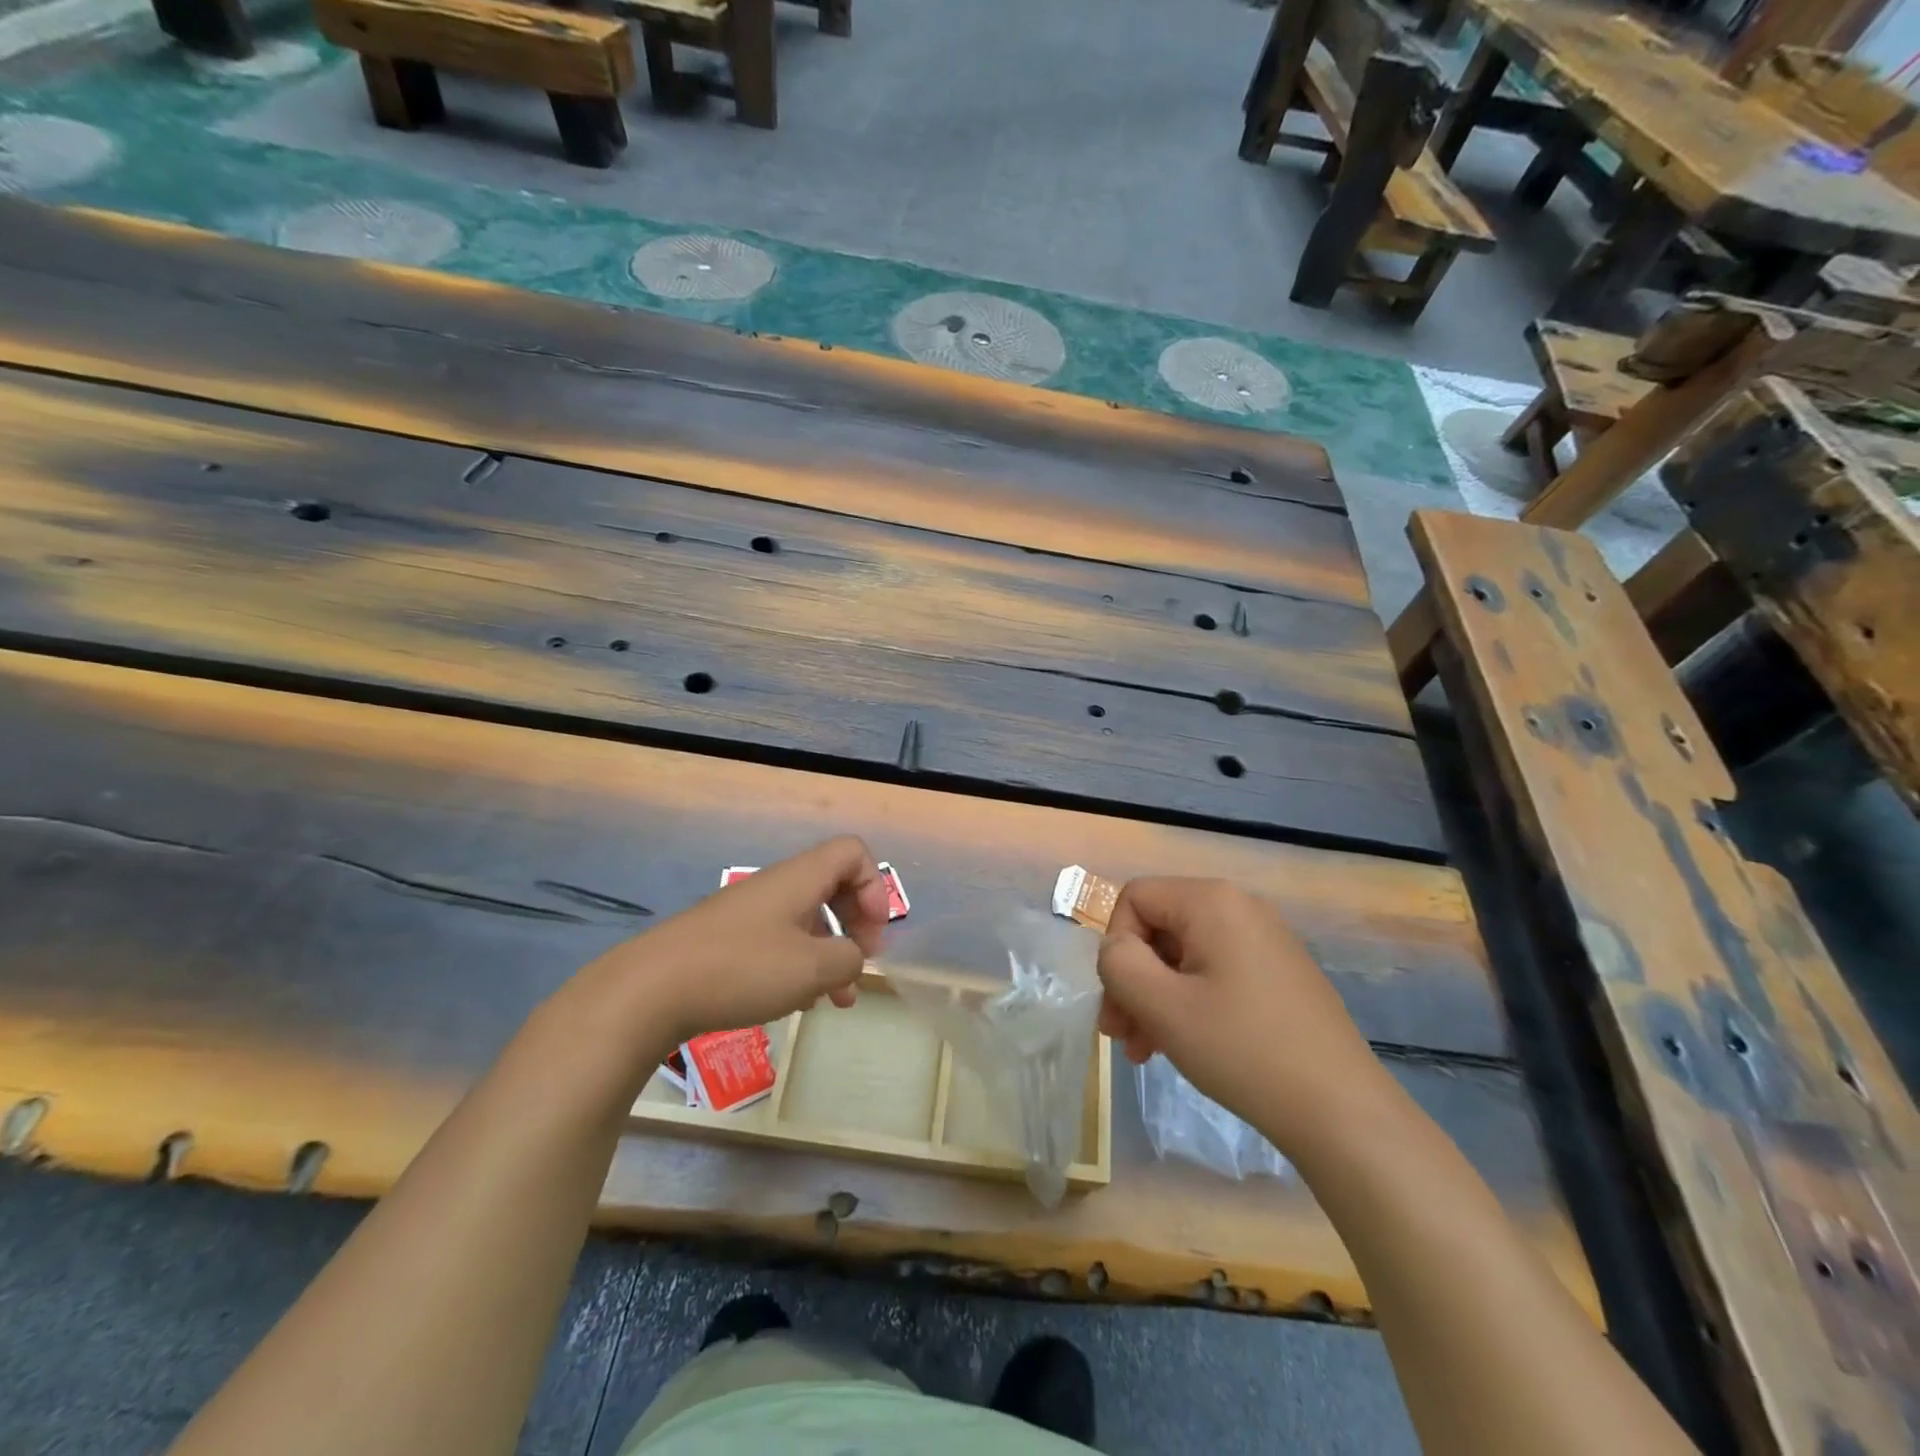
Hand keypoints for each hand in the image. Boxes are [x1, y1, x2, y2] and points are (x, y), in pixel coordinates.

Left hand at [583, 836, 891, 1049]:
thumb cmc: (741, 968)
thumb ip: (849, 959)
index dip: (874, 887)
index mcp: (800, 878)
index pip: (853, 853)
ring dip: (829, 953)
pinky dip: (798, 964)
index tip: (871, 933)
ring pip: (806, 919)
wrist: (650, 989)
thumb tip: (852, 958)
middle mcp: (777, 886)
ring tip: (835, 1000)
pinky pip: (778, 940)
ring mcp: (749, 912)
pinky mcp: (727, 939)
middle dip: (856, 924)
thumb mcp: (811, 968)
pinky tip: (794, 1002)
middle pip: (833, 886)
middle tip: (860, 964)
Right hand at [1097, 878, 1391, 1154]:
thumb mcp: (1162, 1006)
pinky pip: (1215, 972)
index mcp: (1211, 901)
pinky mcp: (1279, 972)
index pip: (1134, 898)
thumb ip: (1119, 964)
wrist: (1342, 1111)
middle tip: (1122, 1036)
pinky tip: (1185, 1045)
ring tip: (1146, 1050)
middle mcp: (1240, 907)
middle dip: (1133, 979)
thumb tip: (1116, 948)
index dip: (1116, 946)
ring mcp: (1265, 939)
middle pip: (1159, 927)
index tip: (1119, 1002)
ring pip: (1184, 955)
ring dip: (1156, 997)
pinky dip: (1190, 1002)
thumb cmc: (1243, 1050)